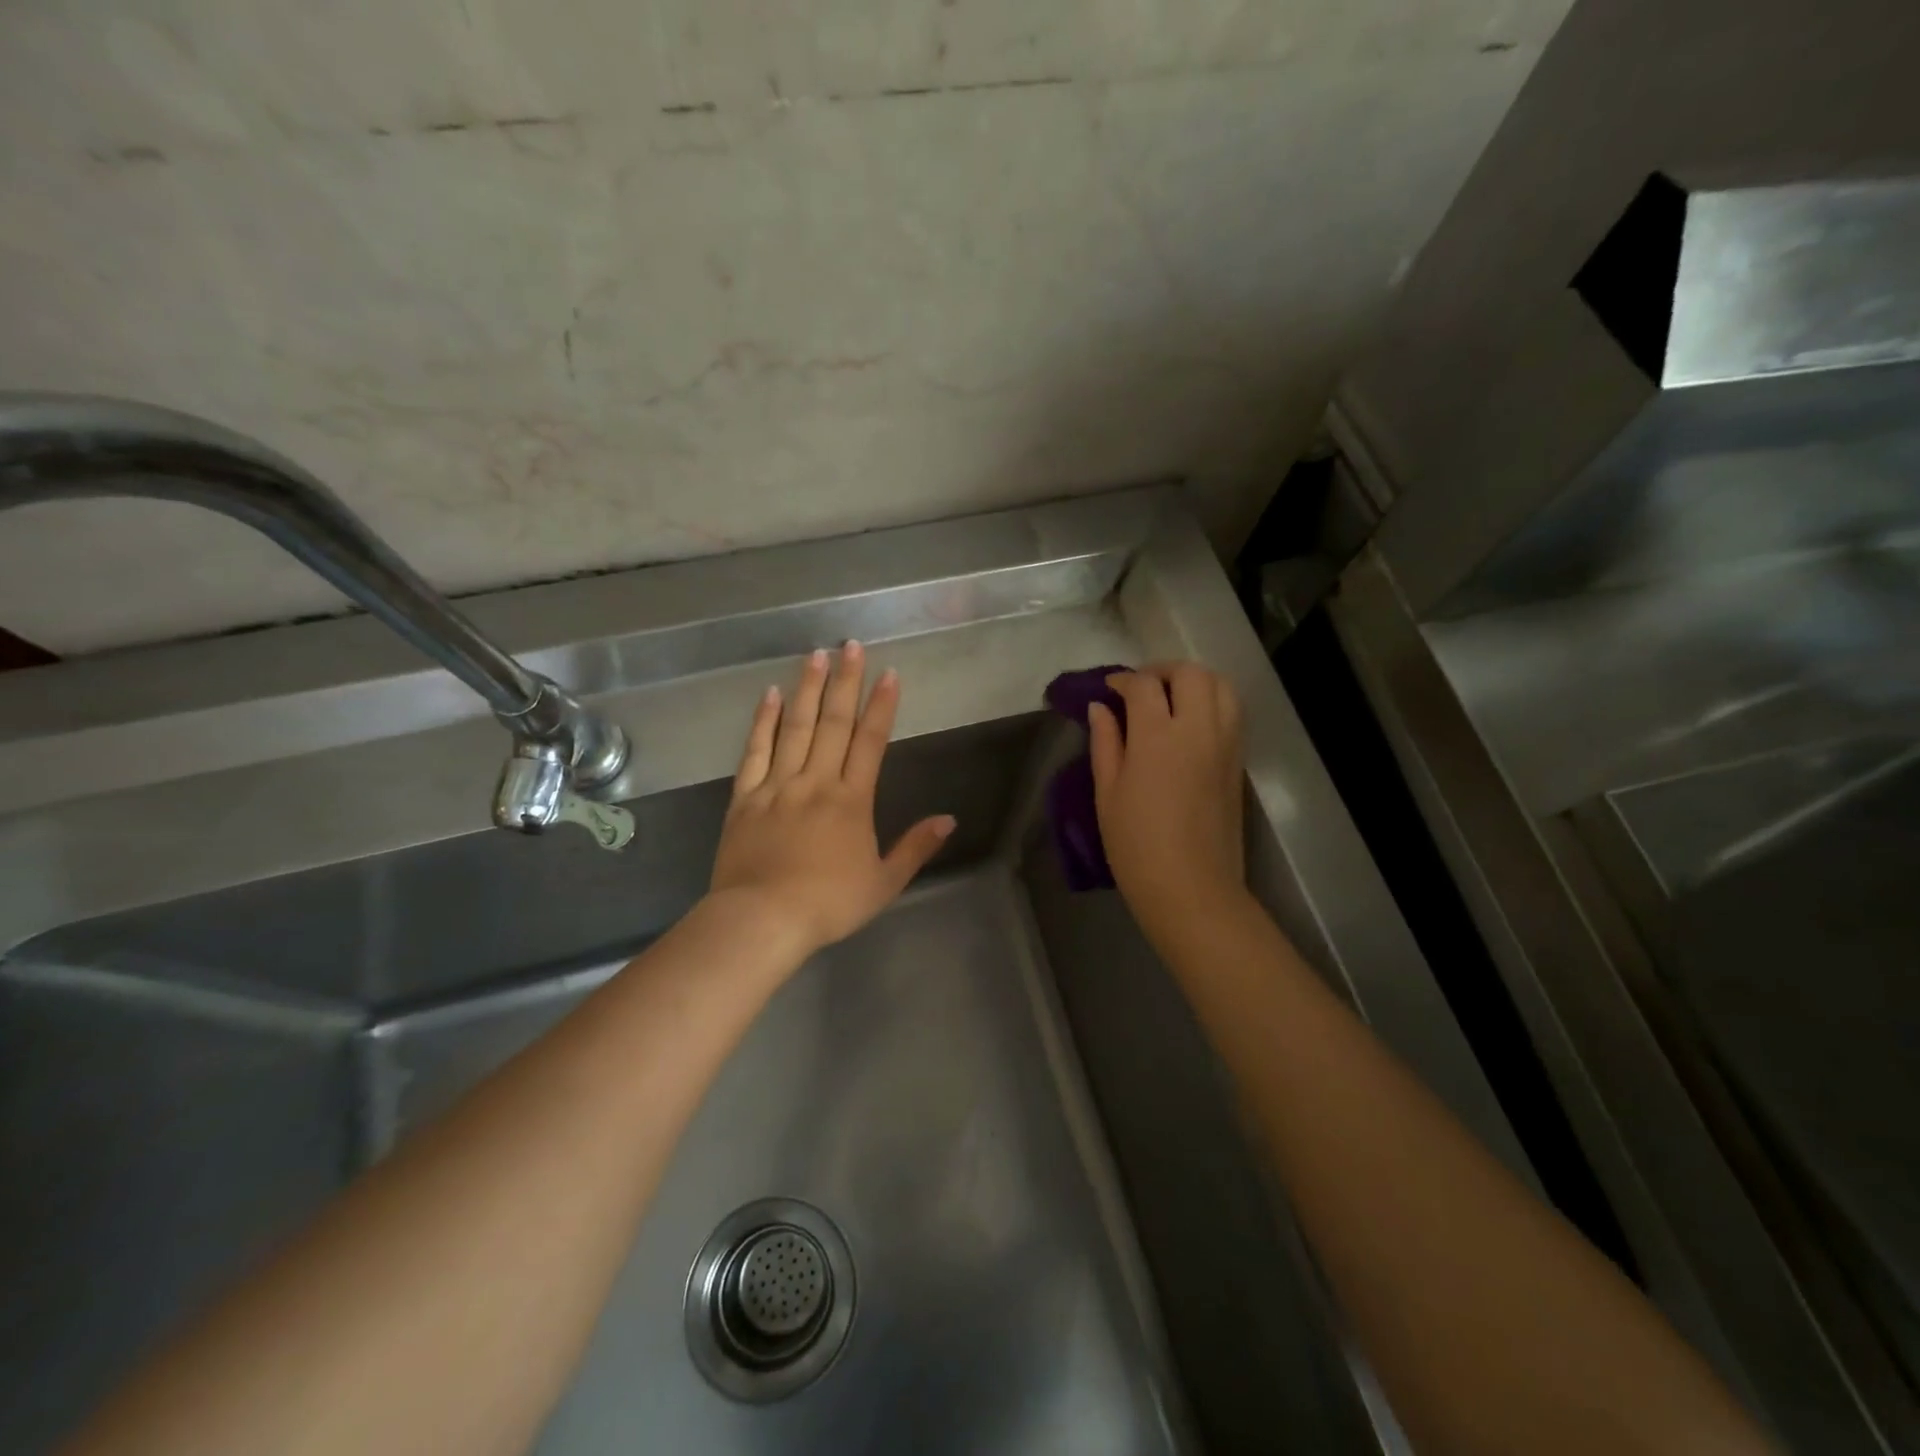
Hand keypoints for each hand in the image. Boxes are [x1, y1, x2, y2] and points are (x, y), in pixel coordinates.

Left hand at [708, 642, 955, 959]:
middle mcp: (816, 782)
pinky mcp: (745, 797)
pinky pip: (755, 751)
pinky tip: (771, 695)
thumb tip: (949, 819)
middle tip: (851, 645)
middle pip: (833, 723)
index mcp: (852, 800)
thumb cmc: (828, 904)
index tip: (889, 673)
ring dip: (807, 689)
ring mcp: (777, 786)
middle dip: (845, 681)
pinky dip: (763, 721)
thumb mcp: (884, 882)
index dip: (881, 706)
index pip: (870, 742)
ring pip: (795, 727)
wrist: (761, 920)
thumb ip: (915, 847)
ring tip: (815, 654)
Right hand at [1088, 662, 1246, 948]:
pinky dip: (1212, 703)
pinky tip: (1190, 725)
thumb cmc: (1136, 845)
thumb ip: (1105, 743)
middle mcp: (1198, 729)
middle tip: (1141, 689)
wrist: (1191, 888)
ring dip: (1195, 682)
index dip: (1123, 680)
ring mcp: (1225, 744)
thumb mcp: (1107, 793)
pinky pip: (1232, 713)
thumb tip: (1100, 708)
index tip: (1108, 690)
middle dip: (1163, 671)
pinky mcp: (1238, 762)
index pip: (1144, 685)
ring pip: (1221, 686)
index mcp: (1158, 736)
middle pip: (1191, 673)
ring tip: (1171, 700)